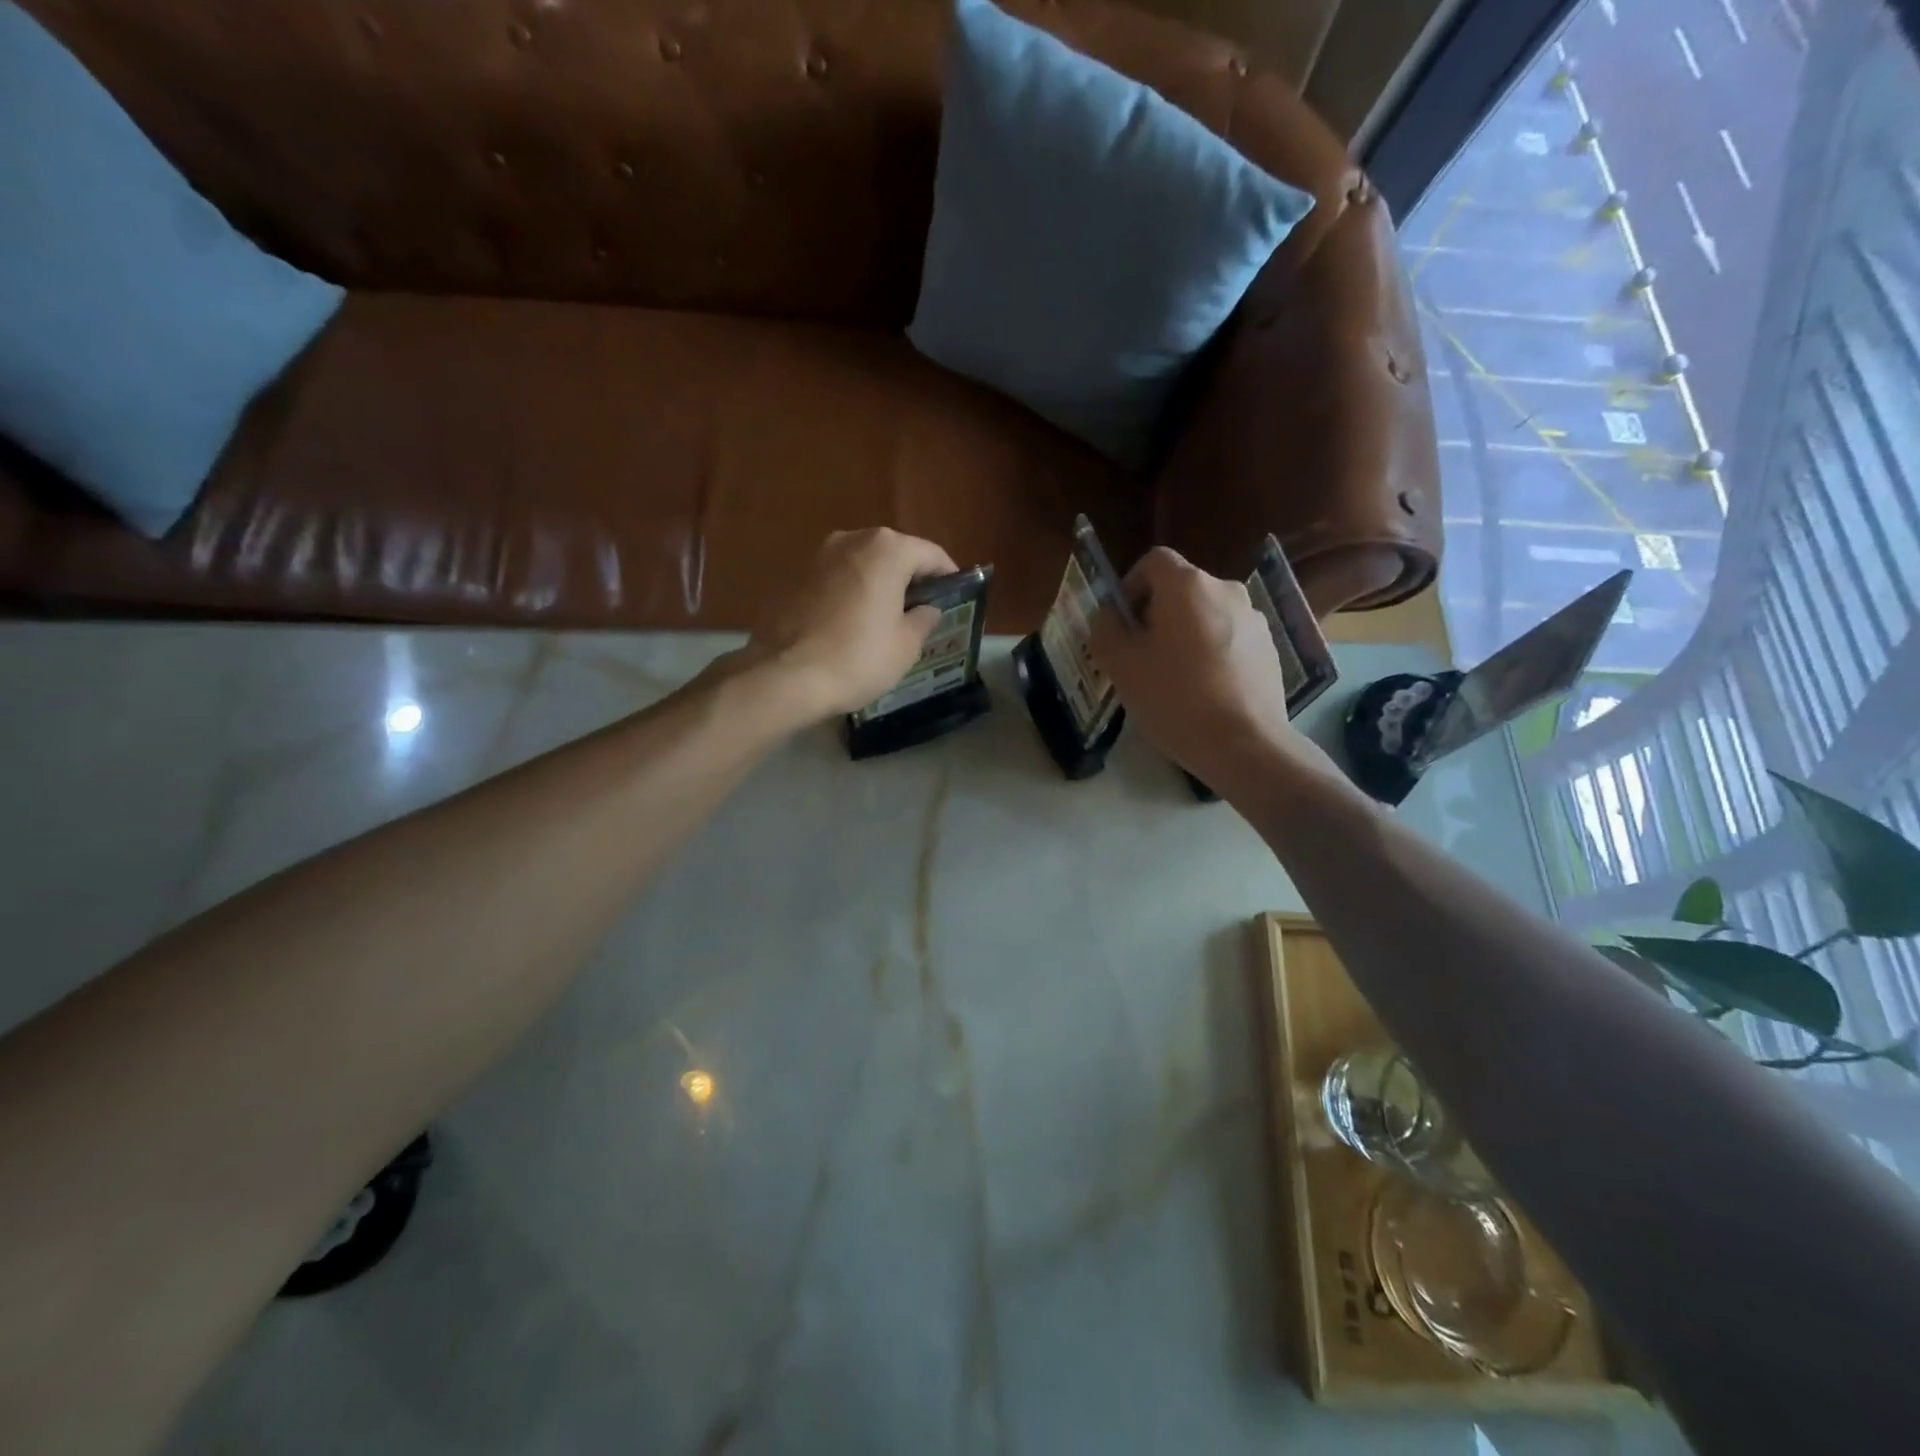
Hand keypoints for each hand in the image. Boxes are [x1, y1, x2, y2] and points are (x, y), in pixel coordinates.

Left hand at [742, 528, 959, 721]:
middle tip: (922, 610)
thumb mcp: (905, 646)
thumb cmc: (857, 658)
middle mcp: (852, 539)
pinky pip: (836, 578)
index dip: (948, 577)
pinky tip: (851, 623)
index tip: (955, 598)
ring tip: (886, 618)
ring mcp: (818, 555)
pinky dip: (850, 592)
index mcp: (887, 550)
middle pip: (894, 553)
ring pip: (862, 564)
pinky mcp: (794, 575)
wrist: (784, 675)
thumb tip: (927, 609)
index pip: (931, 554)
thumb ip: (923, 619)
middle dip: (910, 578)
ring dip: (878, 584)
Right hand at [1089, 547, 1310, 787]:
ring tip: (1172, 678)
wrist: (1243, 744)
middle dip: (1155, 614)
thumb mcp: (1121, 666)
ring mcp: (1253, 619)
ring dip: (1184, 635)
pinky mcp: (1269, 648)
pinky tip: (1203, 691)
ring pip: (1205, 615)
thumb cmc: (1174, 698)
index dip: (1130, 585)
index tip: (1121, 621)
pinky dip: (1210, 653)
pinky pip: (1228, 638)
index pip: (1153, 560)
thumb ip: (1106, 630)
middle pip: (1180, 589)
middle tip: (1140, 655)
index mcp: (1187, 586)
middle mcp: (1226, 590)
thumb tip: (1109, 615)